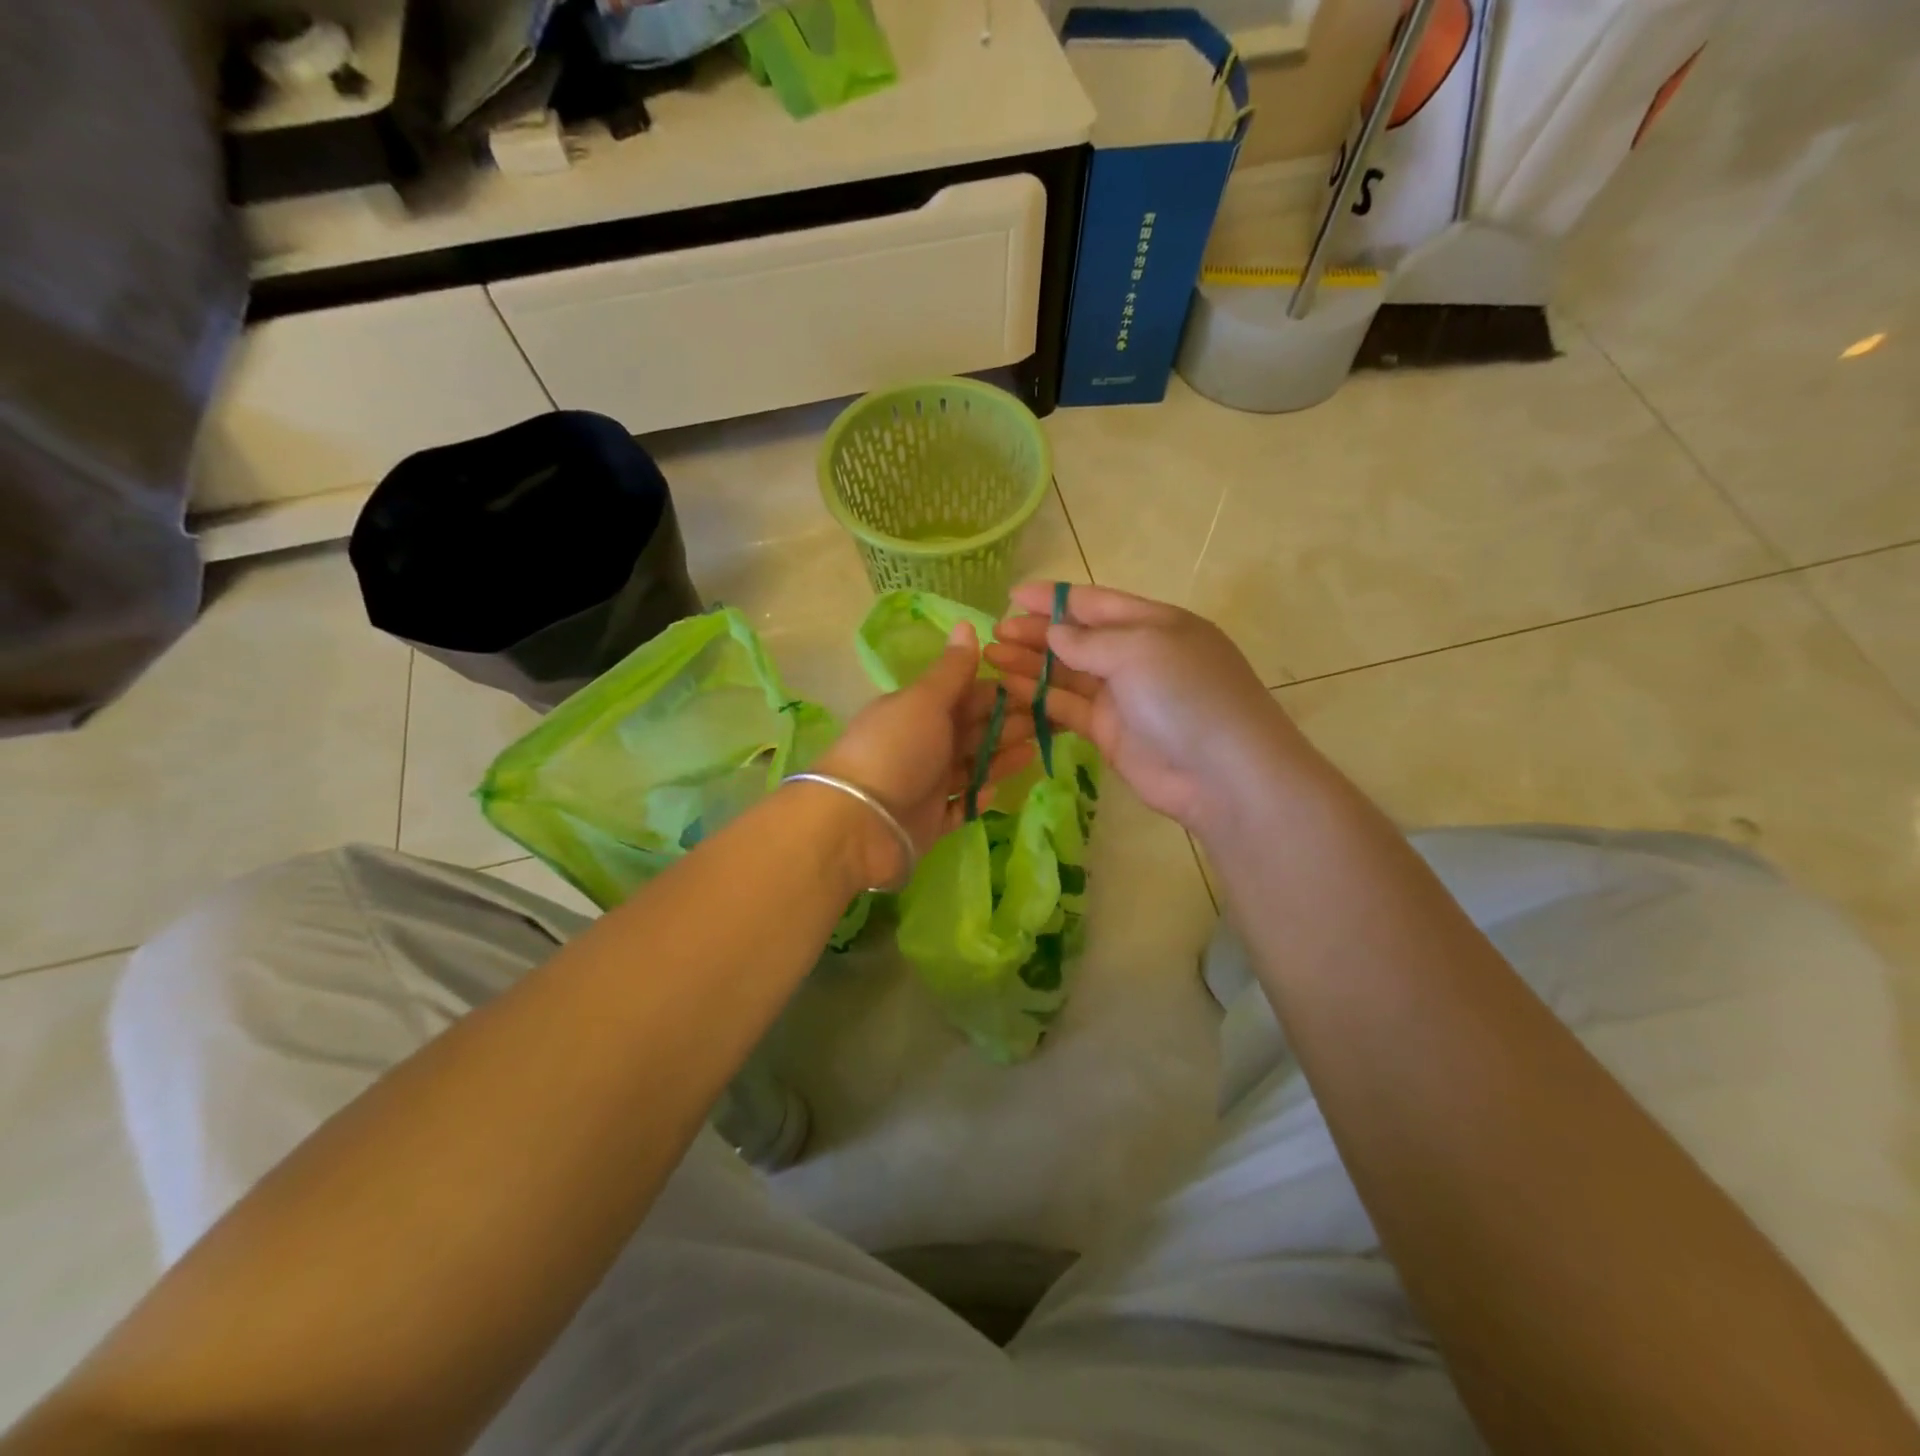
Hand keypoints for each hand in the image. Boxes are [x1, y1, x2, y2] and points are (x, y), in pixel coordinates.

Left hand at [812, 621, 1033, 885]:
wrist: (860, 824)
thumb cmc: (896, 751)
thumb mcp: (924, 701)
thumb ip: (951, 670)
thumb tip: (967, 623)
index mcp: (917, 710)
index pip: (964, 695)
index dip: (998, 692)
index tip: (1036, 689)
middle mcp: (921, 744)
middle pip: (970, 731)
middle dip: (1006, 725)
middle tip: (1049, 720)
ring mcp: (924, 784)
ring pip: (969, 767)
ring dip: (998, 759)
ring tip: (1034, 752)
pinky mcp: (928, 820)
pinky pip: (959, 806)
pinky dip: (976, 799)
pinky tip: (995, 791)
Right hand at [985, 583, 1306, 833]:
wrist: (1223, 775)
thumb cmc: (1186, 696)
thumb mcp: (1140, 650)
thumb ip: (1089, 641)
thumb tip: (1055, 633)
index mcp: (1153, 624)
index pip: (1094, 603)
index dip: (1052, 598)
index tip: (1011, 596)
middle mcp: (1136, 656)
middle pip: (1076, 638)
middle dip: (1035, 633)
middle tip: (993, 634)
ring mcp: (1122, 697)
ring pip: (1067, 674)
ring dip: (1030, 665)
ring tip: (990, 659)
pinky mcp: (1109, 733)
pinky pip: (1067, 709)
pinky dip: (1038, 699)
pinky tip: (1008, 691)